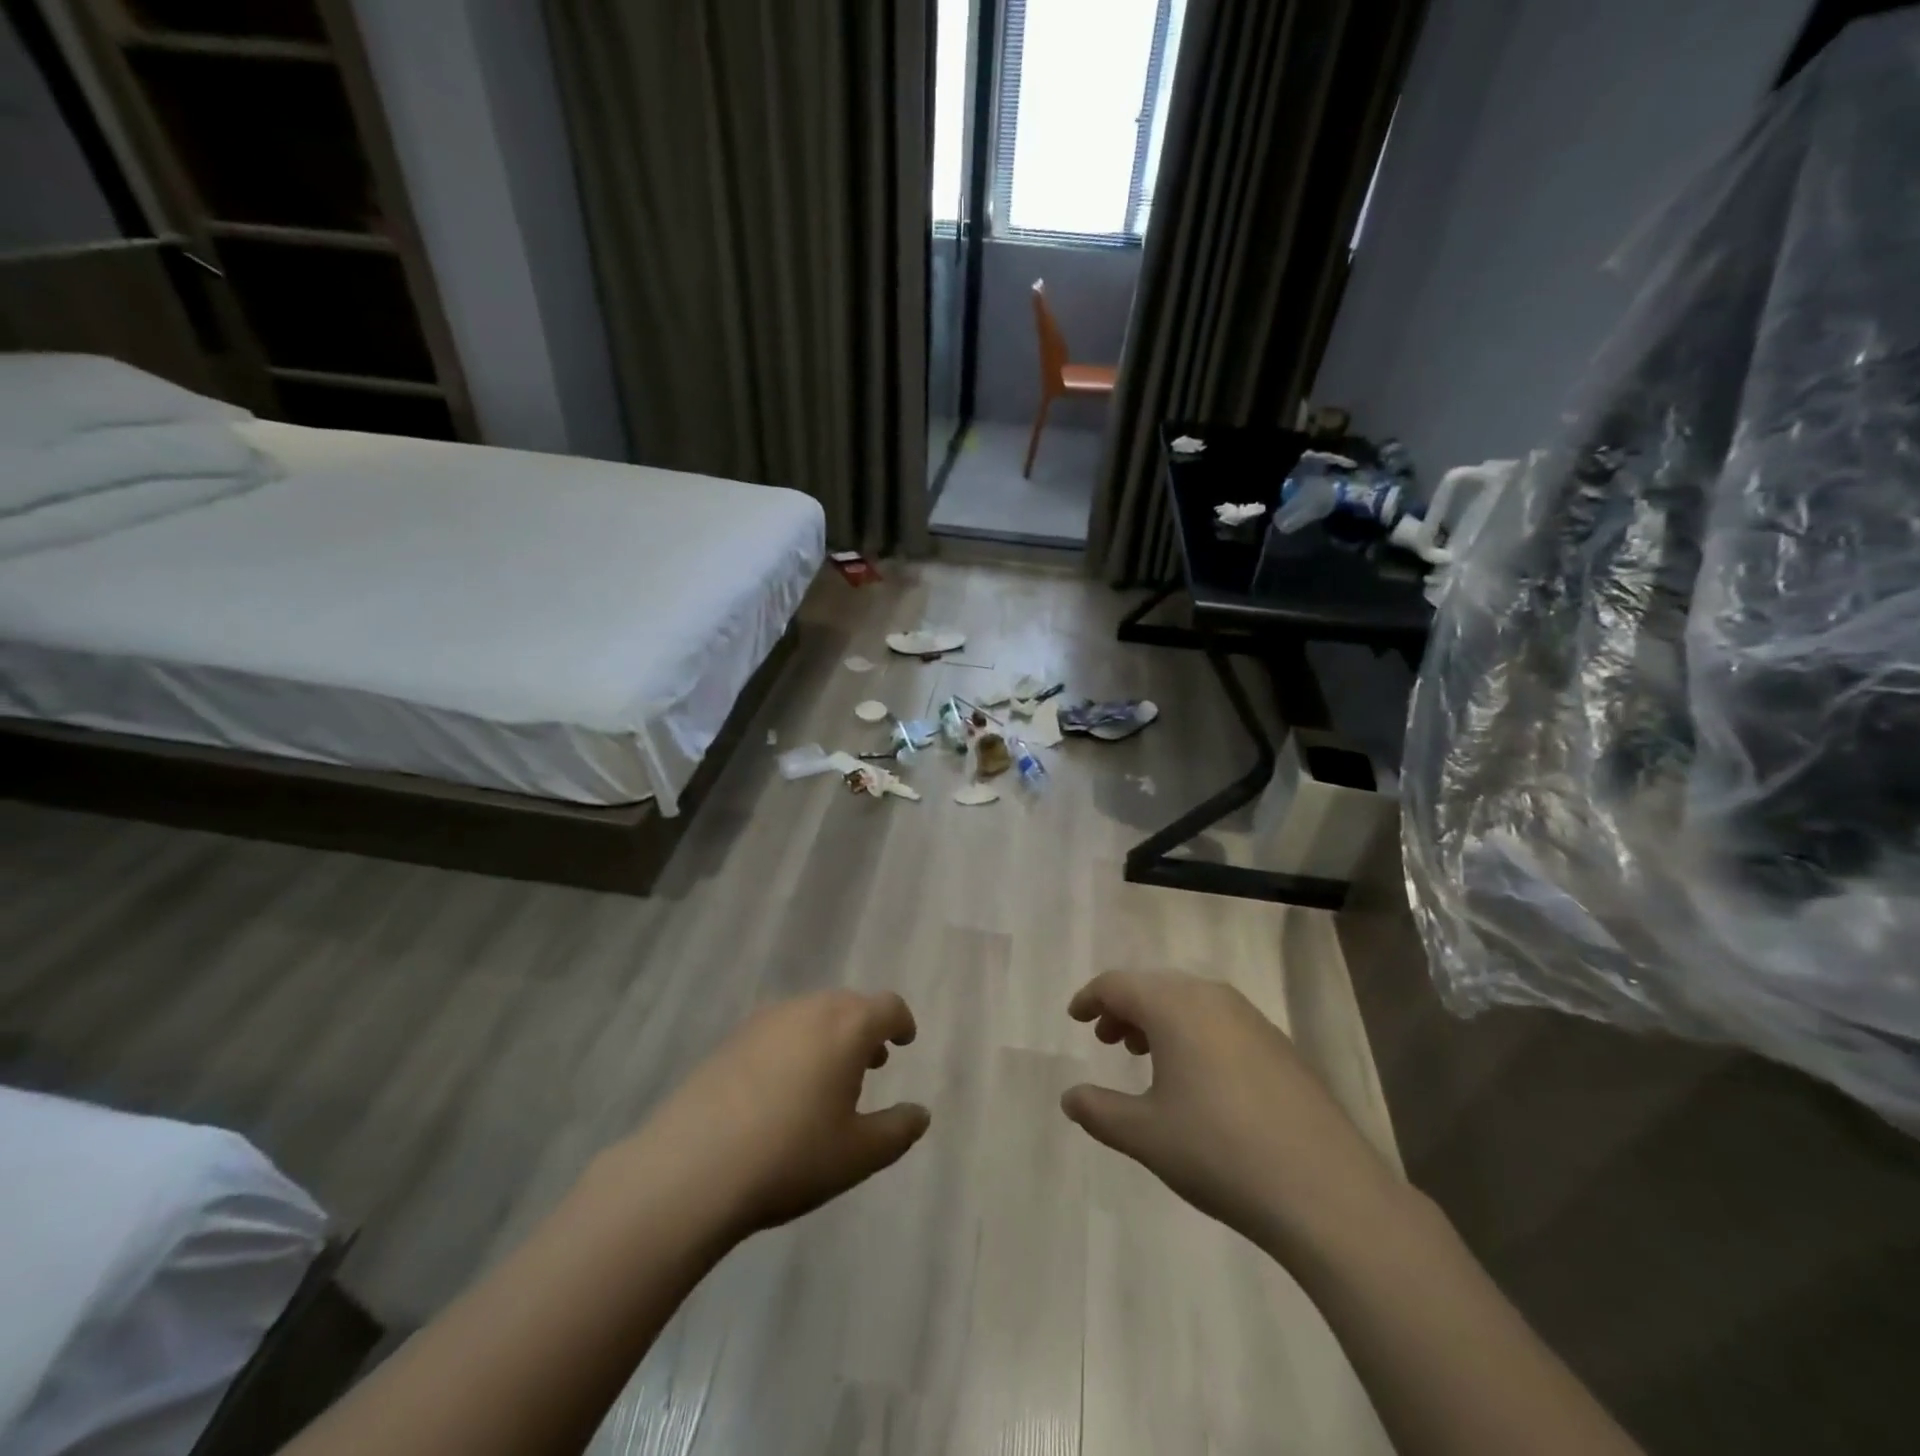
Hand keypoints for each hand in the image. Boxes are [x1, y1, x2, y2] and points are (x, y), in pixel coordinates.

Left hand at [621, 991, 929, 1240]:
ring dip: (829, 1035)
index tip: (905, 1040)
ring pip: (811, 1014)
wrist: (691, 1167)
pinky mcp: (731, 1039)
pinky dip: (795, 1045)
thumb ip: (898, 1130)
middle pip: (848, 1005)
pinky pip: (778, 1030)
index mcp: (847, 1026)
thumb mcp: (858, 1154)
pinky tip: (782, 1088)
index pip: (887, 1006)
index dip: (901, 1021)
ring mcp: (765, 1020)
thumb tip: (921, 1114)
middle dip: (865, 1029)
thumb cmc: (791, 1156)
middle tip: (872, 1063)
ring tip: (828, 1077)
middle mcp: (808, 1009)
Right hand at [1061, 971, 1405, 1257]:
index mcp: (1173, 1006)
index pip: (1118, 984)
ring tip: (1144, 1056)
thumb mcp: (1145, 1136)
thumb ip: (1099, 1111)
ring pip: (1189, 1001)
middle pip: (1154, 987)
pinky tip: (1196, 1076)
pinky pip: (1219, 1020)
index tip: (1074, 1017)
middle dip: (1124, 1008)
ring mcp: (1250, 1018)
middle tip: (1106, 1039)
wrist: (1325, 1190)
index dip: (1091, 998)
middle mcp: (1211, 997)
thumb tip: (1069, 1098)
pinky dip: (1193, 1032)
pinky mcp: (1278, 1044)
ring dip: (1159, 1020)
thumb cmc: (1219, 1152)